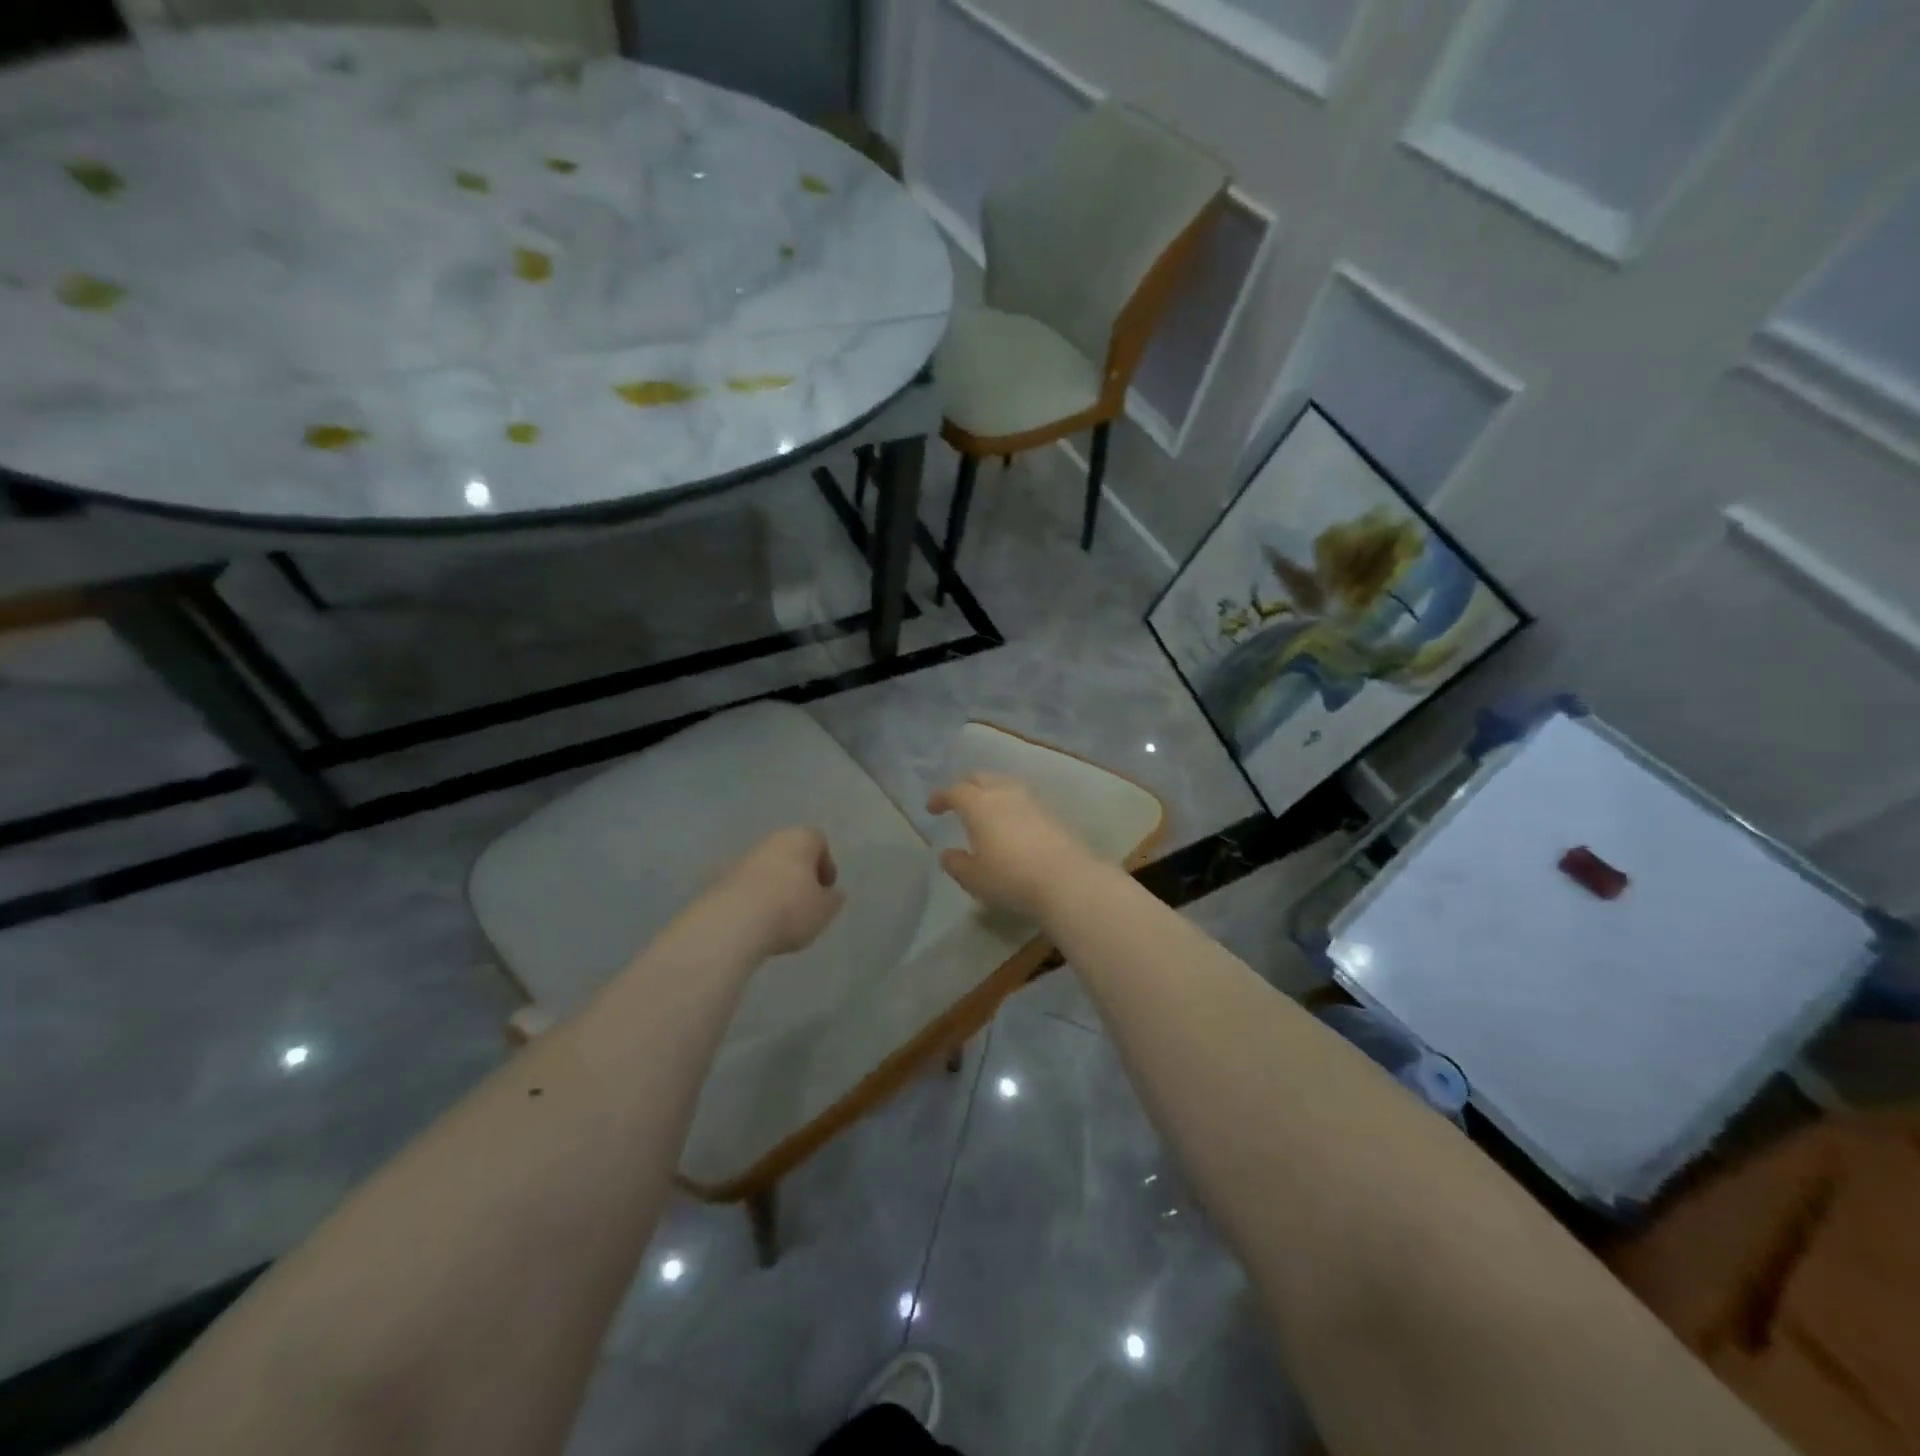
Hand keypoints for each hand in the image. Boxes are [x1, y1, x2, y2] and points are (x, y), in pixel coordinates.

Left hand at [711, 827, 844, 957]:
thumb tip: (833, 893)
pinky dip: (755, 899)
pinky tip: (759, 922)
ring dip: (776, 887)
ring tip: (781, 916)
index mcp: (800, 838)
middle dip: (799, 875)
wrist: (732, 923)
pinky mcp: (721, 879)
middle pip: (791, 853)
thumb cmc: (790, 908)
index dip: (825, 865)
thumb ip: (833, 899)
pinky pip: (747, 886)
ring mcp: (743, 859)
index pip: (819, 841)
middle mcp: (771, 841)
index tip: (826, 889)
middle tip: (805, 902)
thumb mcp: (824, 910)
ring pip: (767, 869)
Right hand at [927, 772, 1099, 919]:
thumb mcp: (974, 878)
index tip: (932, 808)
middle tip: (959, 801)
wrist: (1066, 879)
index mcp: (979, 805)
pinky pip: (1024, 798)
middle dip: (966, 786)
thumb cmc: (1011, 878)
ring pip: (1005, 784)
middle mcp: (1004, 793)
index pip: (955, 791)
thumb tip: (947, 854)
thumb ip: (956, 864)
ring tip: (987, 808)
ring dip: (992, 791)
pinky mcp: (1052, 811)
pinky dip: (1012, 803)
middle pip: (981, 778)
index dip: (941, 797)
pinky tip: (1013, 820)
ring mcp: (1032, 799)